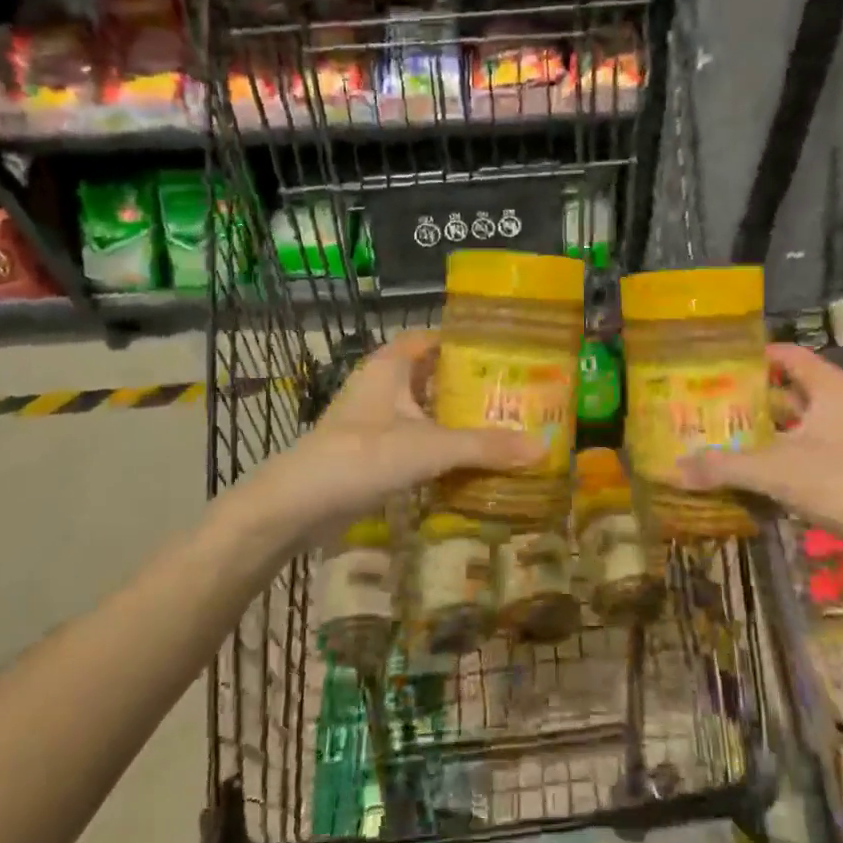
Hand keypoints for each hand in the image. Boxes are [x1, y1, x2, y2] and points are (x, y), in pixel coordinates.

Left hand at [242, 330, 538, 532]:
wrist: (299, 505)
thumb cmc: (363, 456)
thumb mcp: (430, 447)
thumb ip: (485, 447)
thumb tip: (543, 447)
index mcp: (391, 365)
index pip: (431, 337)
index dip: (463, 341)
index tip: (502, 351)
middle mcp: (381, 384)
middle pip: (431, 374)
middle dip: (467, 383)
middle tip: (512, 393)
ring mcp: (372, 418)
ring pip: (421, 408)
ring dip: (452, 416)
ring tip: (499, 424)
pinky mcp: (369, 449)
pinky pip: (412, 437)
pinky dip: (437, 444)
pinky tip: (466, 459)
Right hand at [676, 344, 842, 555]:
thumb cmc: (841, 480)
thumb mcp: (774, 470)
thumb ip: (724, 467)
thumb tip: (675, 468)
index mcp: (828, 387)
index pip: (786, 355)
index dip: (752, 356)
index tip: (716, 363)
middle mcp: (839, 405)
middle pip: (788, 390)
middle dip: (751, 397)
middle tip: (710, 402)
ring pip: (797, 425)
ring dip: (764, 431)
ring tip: (721, 435)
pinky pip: (805, 453)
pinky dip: (779, 457)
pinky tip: (750, 470)